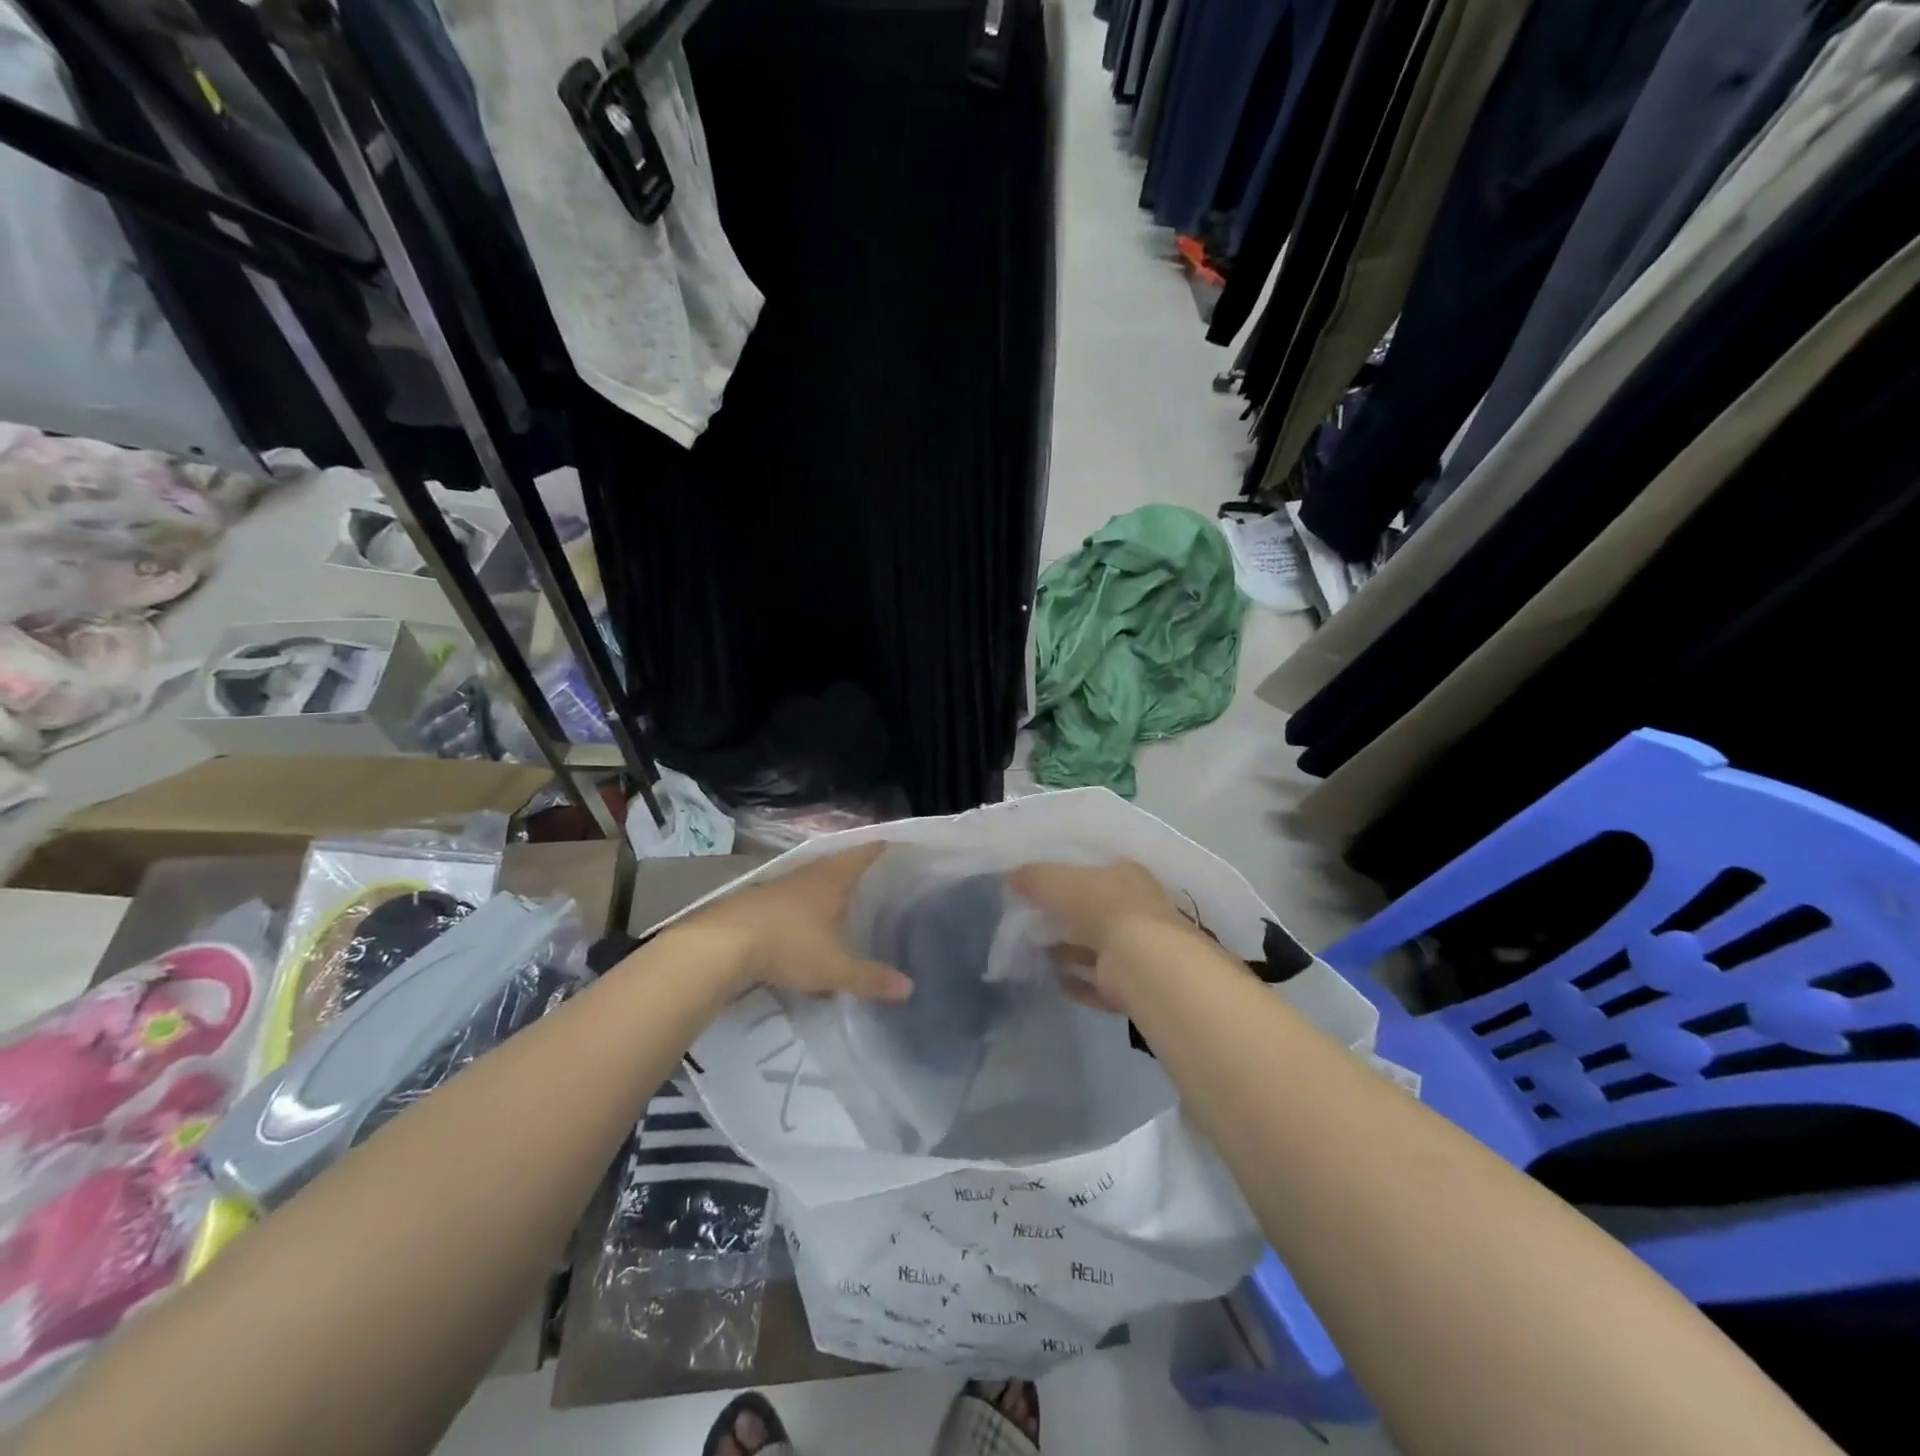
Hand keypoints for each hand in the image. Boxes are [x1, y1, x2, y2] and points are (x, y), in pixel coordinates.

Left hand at [670, 843, 912, 1001]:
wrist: (721, 945)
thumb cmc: (789, 945)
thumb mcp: (834, 968)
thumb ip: (871, 978)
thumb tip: (910, 988)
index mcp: (833, 879)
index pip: (864, 853)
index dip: (882, 847)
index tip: (899, 844)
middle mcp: (808, 874)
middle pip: (838, 862)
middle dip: (857, 866)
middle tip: (879, 874)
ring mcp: (780, 886)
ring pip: (813, 878)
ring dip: (829, 884)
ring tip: (846, 896)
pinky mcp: (758, 901)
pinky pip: (792, 895)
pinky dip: (806, 902)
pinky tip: (807, 918)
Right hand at [1008, 860, 1194, 1010]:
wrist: (1143, 963)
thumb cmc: (1102, 907)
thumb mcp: (1058, 882)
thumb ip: (1034, 878)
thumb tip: (1012, 878)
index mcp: (1127, 876)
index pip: (1095, 873)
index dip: (1068, 880)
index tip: (1040, 890)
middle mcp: (1138, 909)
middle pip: (1096, 911)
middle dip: (1066, 918)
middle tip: (1033, 923)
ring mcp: (1140, 949)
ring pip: (1098, 947)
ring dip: (1070, 951)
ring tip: (1037, 953)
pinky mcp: (1135, 984)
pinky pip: (1100, 982)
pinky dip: (1079, 982)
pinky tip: (1056, 982)